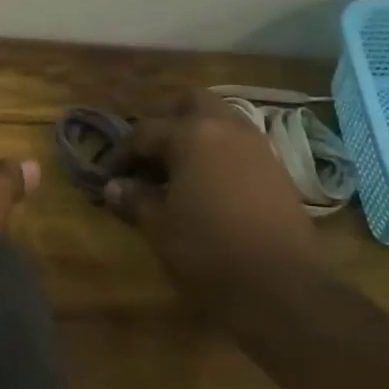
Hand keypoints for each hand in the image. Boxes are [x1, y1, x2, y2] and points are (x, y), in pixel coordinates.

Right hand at [105, 91, 320, 310]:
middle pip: (193, 104)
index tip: (108, 177)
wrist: (279, 285)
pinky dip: (220, 157)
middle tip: (151, 159)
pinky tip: (208, 190)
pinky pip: (241, 148)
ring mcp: (259, 148)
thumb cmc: (206, 250)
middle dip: (168, 123)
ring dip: (197, 139)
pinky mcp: (278, 171)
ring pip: (222, 123)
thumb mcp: (158, 227)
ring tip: (177, 175)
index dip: (121, 154)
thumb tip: (114, 187)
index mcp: (192, 135)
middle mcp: (228, 129)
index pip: (144, 132)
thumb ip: (134, 200)